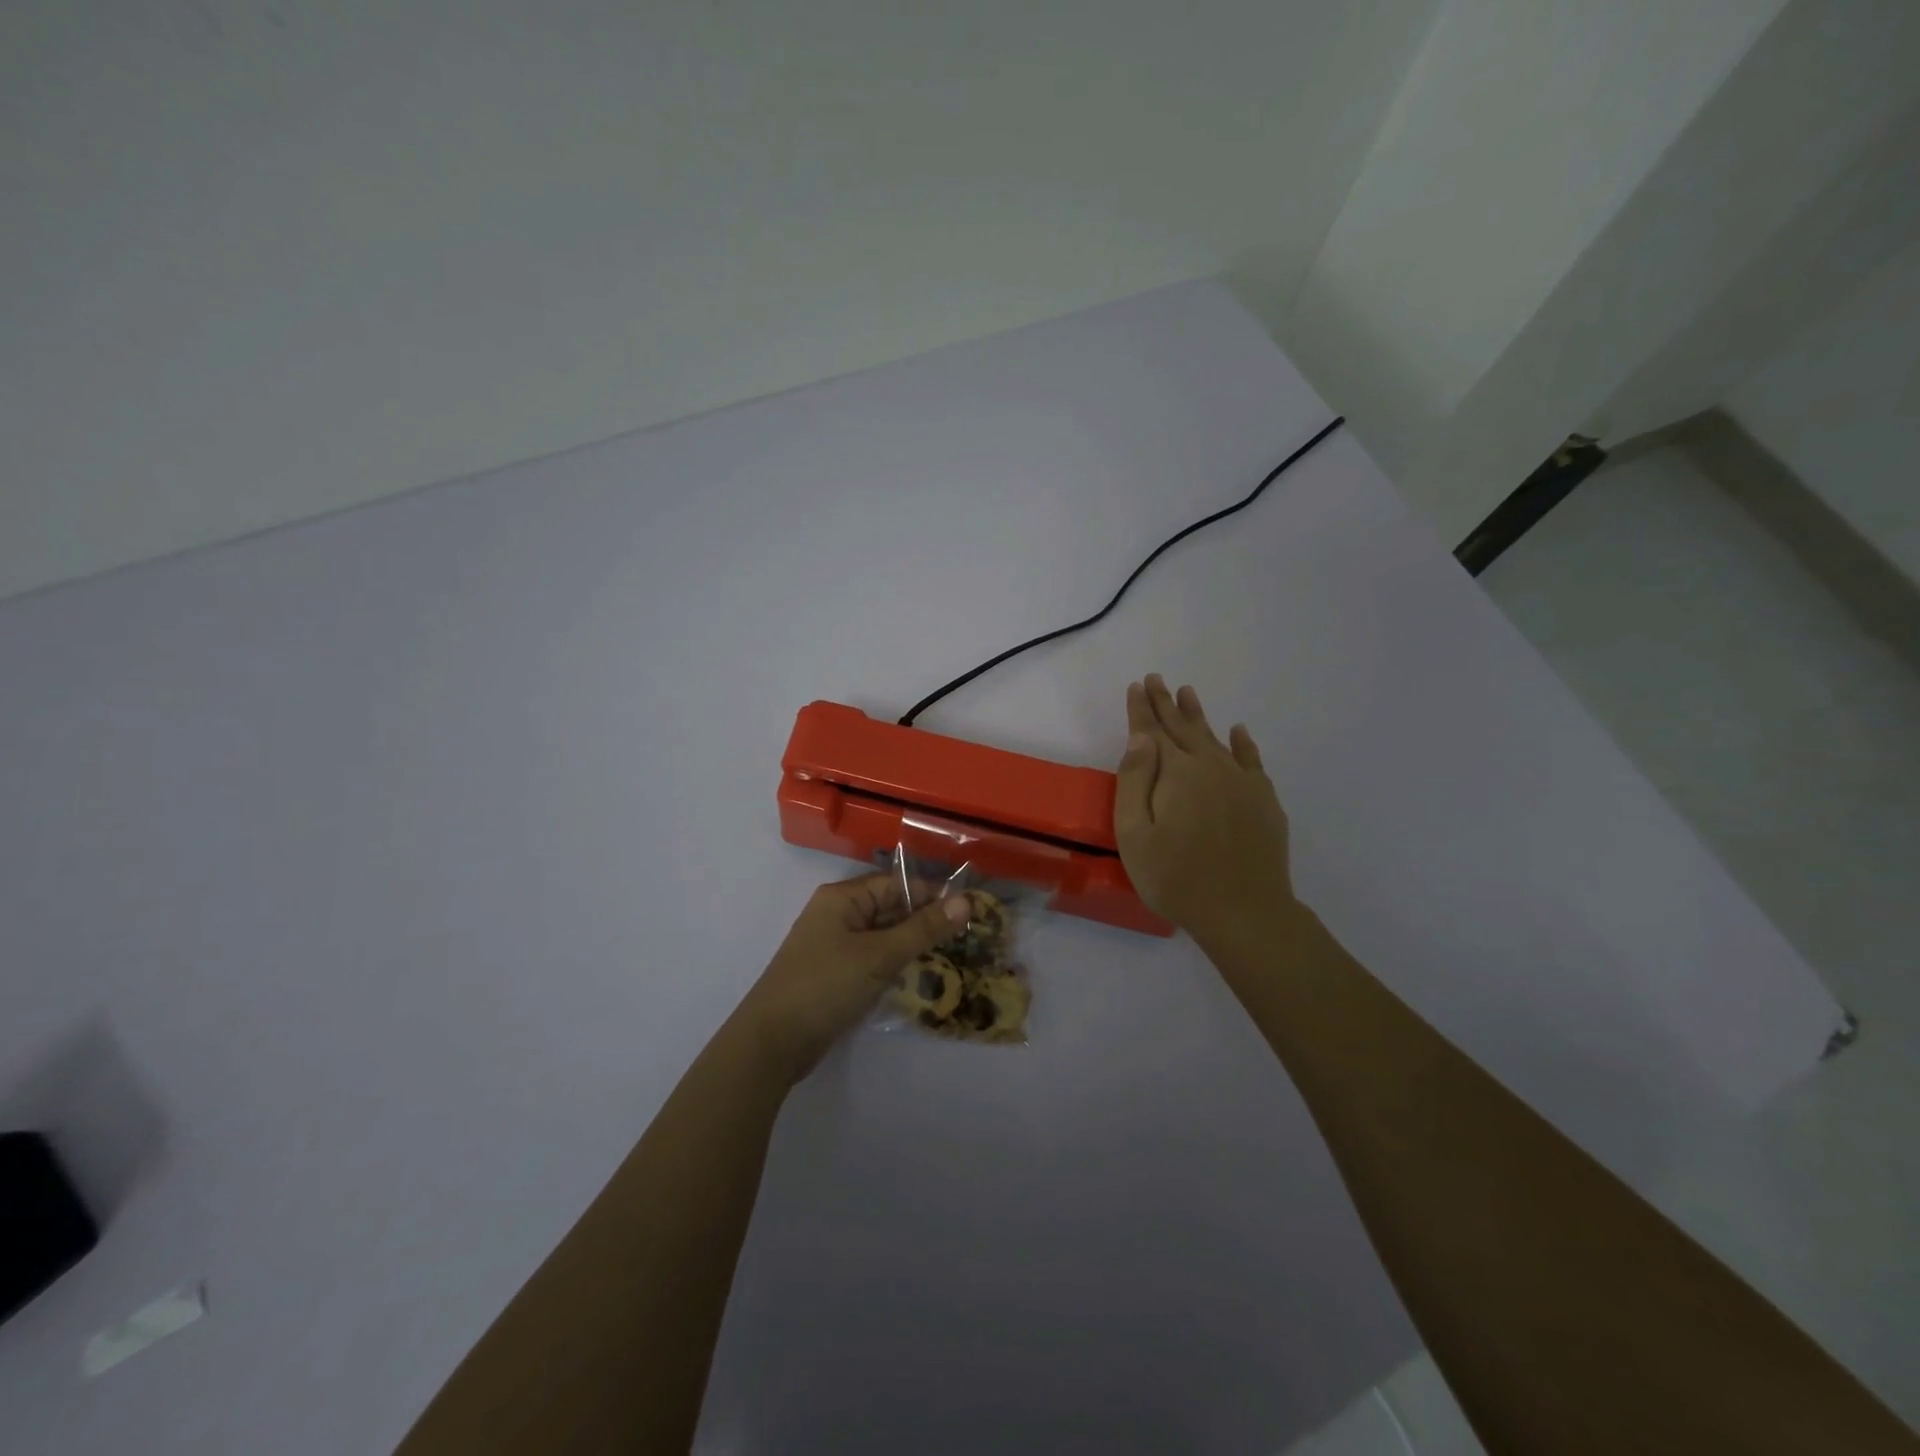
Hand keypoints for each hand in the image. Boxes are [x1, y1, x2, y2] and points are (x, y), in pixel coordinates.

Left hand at [736, 873, 970, 1082]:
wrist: (772, 1043)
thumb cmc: (825, 986)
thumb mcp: (879, 955)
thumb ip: (923, 929)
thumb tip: (965, 901)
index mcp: (843, 897)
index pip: (898, 884)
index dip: (934, 895)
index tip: (972, 912)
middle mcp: (839, 914)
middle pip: (892, 907)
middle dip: (927, 921)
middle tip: (970, 937)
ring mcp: (837, 945)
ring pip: (886, 935)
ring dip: (915, 944)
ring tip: (956, 957)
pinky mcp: (838, 973)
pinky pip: (876, 958)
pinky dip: (898, 964)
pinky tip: (924, 977)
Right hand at [1114, 674, 1294, 943]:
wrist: (1245, 913)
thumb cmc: (1176, 878)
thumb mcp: (1135, 834)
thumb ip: (1135, 780)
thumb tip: (1141, 737)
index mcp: (1176, 773)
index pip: (1153, 731)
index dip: (1142, 709)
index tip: (1136, 685)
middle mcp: (1210, 766)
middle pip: (1183, 728)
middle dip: (1166, 703)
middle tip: (1156, 679)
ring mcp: (1241, 782)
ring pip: (1215, 738)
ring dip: (1198, 715)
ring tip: (1187, 693)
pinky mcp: (1264, 800)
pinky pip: (1251, 760)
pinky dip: (1243, 743)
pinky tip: (1238, 731)